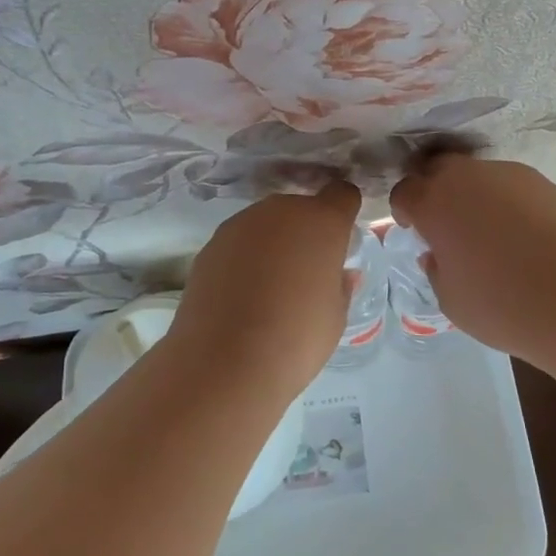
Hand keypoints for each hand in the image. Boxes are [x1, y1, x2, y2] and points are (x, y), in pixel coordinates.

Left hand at [169, 181, 361, 397]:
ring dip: (274, 243)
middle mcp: (281, 211)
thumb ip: (340, 286)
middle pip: (301, 209)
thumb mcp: (336, 317)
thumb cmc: (297, 338)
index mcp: (322, 222)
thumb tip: (340, 274)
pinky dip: (244, 259)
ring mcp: (241, 224)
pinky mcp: (211, 244)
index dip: (344, 213)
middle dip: (307, 232)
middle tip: (306, 273)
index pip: (342, 194)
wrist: (224, 362)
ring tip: (270, 288)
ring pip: (267, 224)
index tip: (342, 241)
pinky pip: (239, 242)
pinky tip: (242, 295)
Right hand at [390, 155, 555, 365]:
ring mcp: (508, 174)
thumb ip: (436, 269)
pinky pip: (509, 185)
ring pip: (477, 175)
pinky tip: (520, 233)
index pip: (404, 192)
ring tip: (488, 231)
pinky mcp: (542, 181)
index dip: (404, 210)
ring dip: (472, 195)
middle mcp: (467, 178)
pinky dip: (505, 202)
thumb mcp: (451, 300)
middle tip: (444, 223)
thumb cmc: (503, 305)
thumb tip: (437, 253)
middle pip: (438, 169)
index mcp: (435, 203)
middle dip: (434, 190)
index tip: (413, 229)